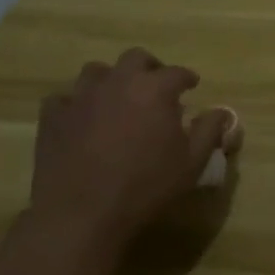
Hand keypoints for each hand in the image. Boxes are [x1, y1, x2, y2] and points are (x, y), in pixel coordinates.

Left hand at [29, 48, 235, 242]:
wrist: (81, 216)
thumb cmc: (144, 188)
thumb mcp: (191, 164)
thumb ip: (209, 131)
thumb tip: (221, 112)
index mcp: (155, 89)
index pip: (177, 72)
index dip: (186, 78)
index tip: (191, 86)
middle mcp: (119, 82)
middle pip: (135, 58)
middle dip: (148, 68)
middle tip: (154, 87)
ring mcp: (82, 97)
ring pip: (96, 71)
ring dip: (109, 80)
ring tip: (115, 99)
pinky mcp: (53, 118)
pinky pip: (62, 99)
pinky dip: (73, 104)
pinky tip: (79, 119)